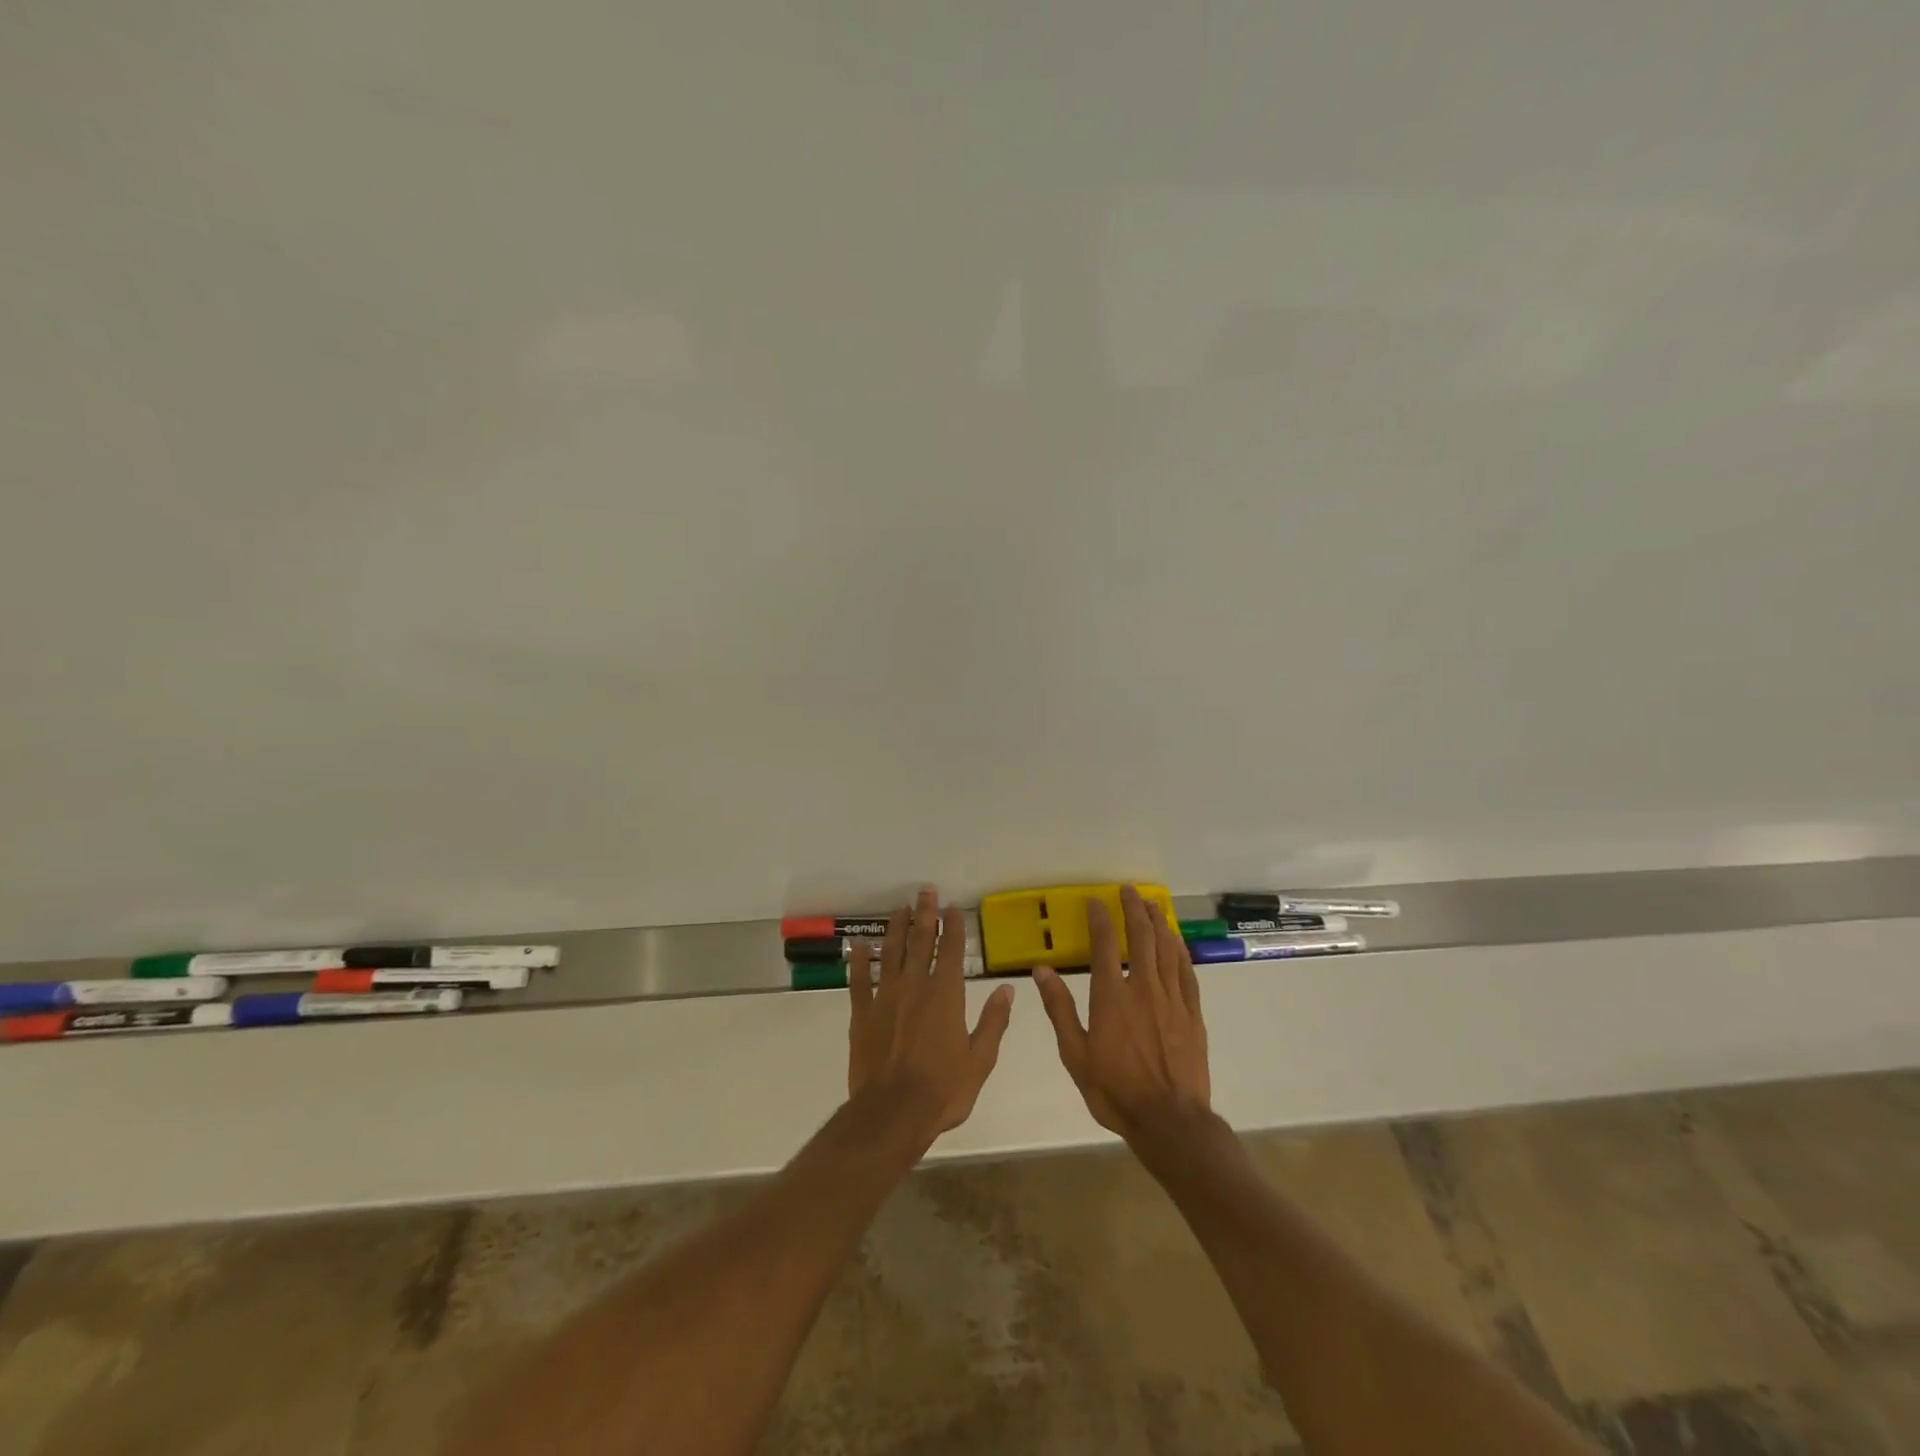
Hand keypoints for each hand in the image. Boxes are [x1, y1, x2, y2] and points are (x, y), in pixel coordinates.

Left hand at [848, 887, 1015, 1143]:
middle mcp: (916, 986)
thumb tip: (1006, 988)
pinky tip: (858, 944)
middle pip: (921, 942)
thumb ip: (994, 1021)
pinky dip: (859, 959)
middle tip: (925, 891)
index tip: (952, 907)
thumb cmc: (943, 1089)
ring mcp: (885, 997)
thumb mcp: (980, 1060)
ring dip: (896, 928)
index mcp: (946, 995)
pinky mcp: (862, 1013)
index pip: (952, 951)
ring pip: (891, 953)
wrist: (893, 1113)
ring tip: (899, 907)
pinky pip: (859, 980)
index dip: (952, 926)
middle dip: (925, 915)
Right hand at [1034, 885, 1210, 1141]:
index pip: (1104, 944)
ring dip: (1159, 923)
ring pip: (1166, 949)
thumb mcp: (1075, 1054)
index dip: (1100, 918)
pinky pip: (1187, 972)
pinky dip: (1180, 951)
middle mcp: (1143, 988)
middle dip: (1133, 909)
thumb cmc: (1115, 1090)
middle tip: (1128, 890)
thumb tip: (1041, 970)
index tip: (1095, 901)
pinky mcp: (1192, 1014)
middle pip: (1141, 937)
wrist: (1170, 1121)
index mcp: (1111, 996)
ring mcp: (1172, 999)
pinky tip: (1176, 941)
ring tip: (1152, 904)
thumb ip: (1059, 1009)